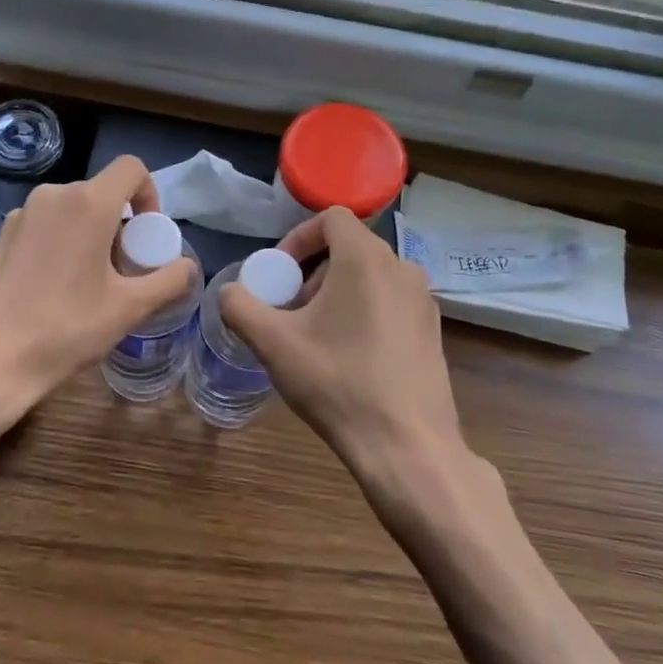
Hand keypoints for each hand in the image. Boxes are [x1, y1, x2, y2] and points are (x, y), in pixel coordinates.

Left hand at [0, 155, 198, 453]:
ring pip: (70, 212)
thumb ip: (169, 281)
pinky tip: (53, 293)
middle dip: (120, 226)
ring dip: (90, 237)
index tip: (147, 236)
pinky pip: (43, 228)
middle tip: (123, 272)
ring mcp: (20, 216)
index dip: (149, 195)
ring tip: (89, 287)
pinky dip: (60, 246)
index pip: (131, 169)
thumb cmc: (64, 329)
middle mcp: (52, 196)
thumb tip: (188, 267)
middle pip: (100, 194)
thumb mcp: (129, 309)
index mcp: (87, 203)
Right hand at [220, 207, 481, 515]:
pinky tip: (349, 356)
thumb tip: (230, 292)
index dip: (298, 237)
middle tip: (291, 310)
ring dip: (336, 292)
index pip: (331, 218)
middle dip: (312, 271)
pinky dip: (364, 310)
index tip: (280, 274)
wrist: (406, 446)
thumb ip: (240, 306)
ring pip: (370, 275)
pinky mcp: (432, 329)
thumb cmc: (337, 383)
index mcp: (366, 258)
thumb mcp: (273, 343)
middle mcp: (402, 267)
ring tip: (316, 335)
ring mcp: (423, 300)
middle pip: (349, 247)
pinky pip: (390, 300)